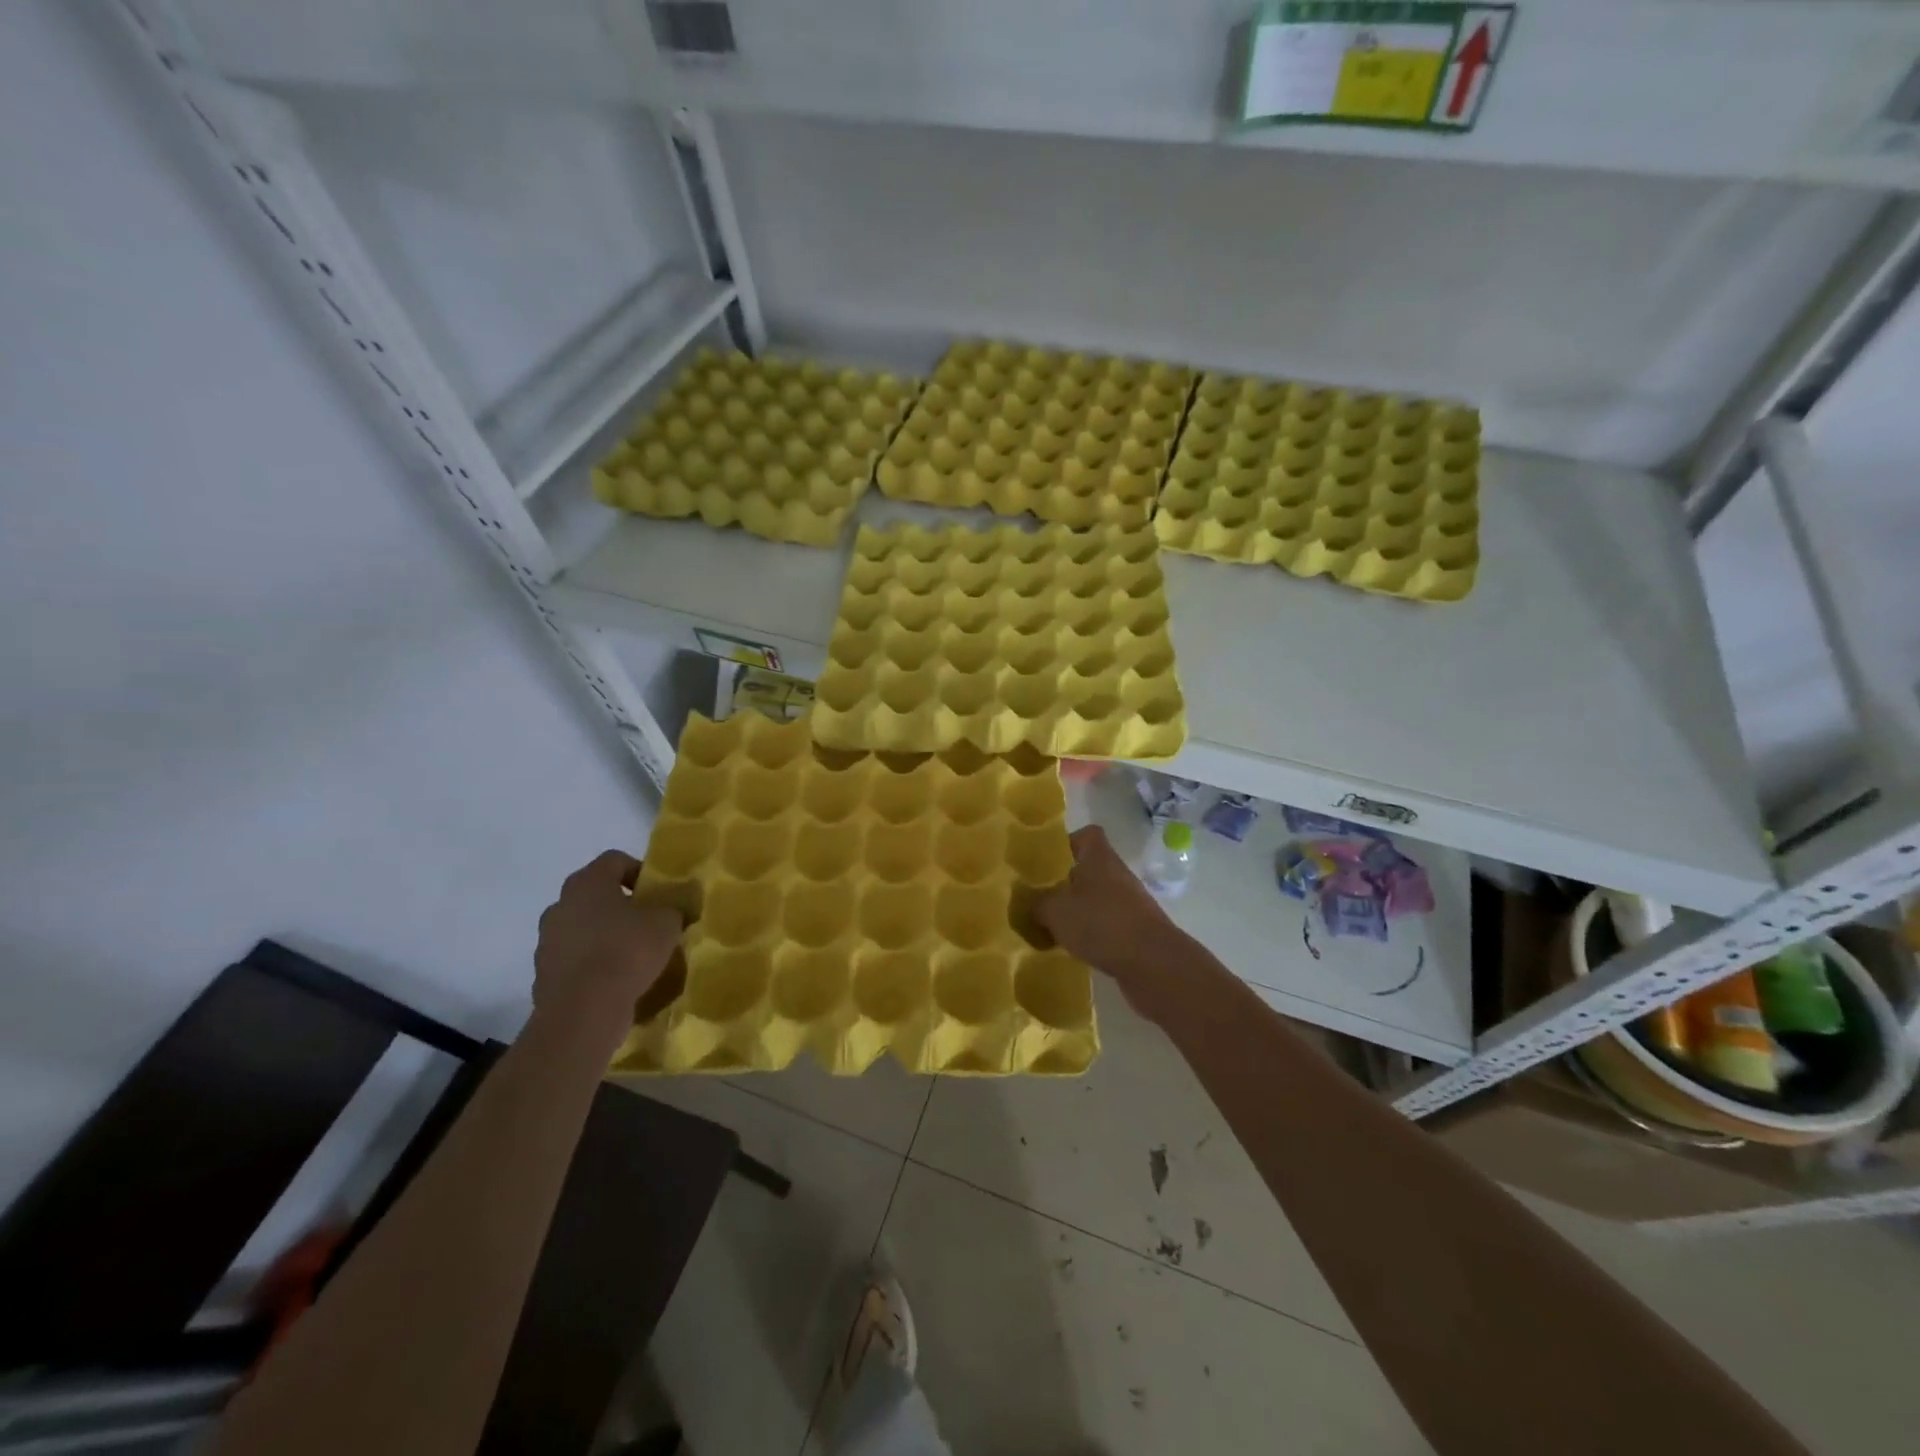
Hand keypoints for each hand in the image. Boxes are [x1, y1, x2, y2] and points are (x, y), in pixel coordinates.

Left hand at [533, 851, 681, 1041]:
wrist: (583, 1011)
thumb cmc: (627, 951)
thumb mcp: (667, 923)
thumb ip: (672, 908)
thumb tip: (672, 908)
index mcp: (587, 883)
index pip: (614, 860)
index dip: (640, 871)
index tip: (658, 892)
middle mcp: (560, 905)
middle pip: (595, 895)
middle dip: (621, 906)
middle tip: (648, 923)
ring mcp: (547, 941)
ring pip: (582, 928)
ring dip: (604, 936)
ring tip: (633, 956)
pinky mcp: (543, 974)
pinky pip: (575, 960)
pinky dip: (592, 965)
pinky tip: (616, 981)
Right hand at [1035, 826, 1184, 1016]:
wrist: (1152, 964)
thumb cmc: (1101, 923)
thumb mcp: (1055, 911)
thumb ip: (1037, 904)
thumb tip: (1030, 904)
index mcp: (1100, 859)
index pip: (1087, 836)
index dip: (1067, 843)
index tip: (1046, 860)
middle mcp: (1117, 876)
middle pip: (1088, 870)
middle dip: (1064, 884)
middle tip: (1038, 898)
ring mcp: (1129, 904)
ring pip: (1096, 900)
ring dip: (1076, 912)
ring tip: (1049, 928)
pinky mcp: (1135, 932)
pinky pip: (1106, 926)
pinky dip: (1090, 934)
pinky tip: (1072, 949)